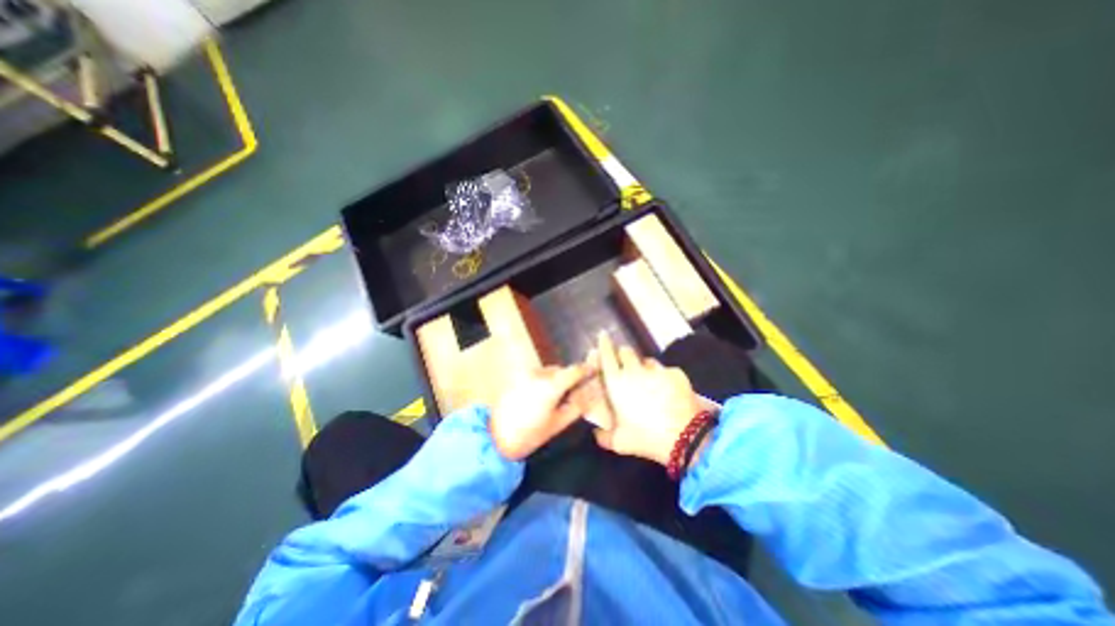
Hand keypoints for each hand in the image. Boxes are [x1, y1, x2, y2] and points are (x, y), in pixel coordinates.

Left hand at [488, 367, 591, 460]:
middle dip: (569, 379)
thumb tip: (591, 394)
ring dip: (555, 380)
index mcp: (551, 385)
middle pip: (561, 370)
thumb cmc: (530, 435)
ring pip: (548, 372)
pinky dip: (543, 382)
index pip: (574, 370)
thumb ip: (577, 406)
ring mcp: (526, 374)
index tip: (595, 370)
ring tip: (555, 398)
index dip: (587, 369)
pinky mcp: (517, 377)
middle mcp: (538, 374)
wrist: (496, 438)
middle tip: (574, 393)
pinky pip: (537, 375)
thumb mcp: (558, 423)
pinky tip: (540, 398)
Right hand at [587, 333, 699, 463]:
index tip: (603, 336)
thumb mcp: (619, 442)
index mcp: (617, 383)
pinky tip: (668, 391)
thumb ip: (603, 436)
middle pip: (626, 351)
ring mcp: (657, 370)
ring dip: (643, 367)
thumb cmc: (646, 438)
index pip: (607, 355)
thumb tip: (596, 432)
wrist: (685, 437)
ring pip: (646, 360)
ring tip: (648, 381)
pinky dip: (663, 377)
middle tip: (625, 366)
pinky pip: (665, 370)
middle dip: (623, 355)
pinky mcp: (675, 373)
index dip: (604, 344)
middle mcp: (634, 371)